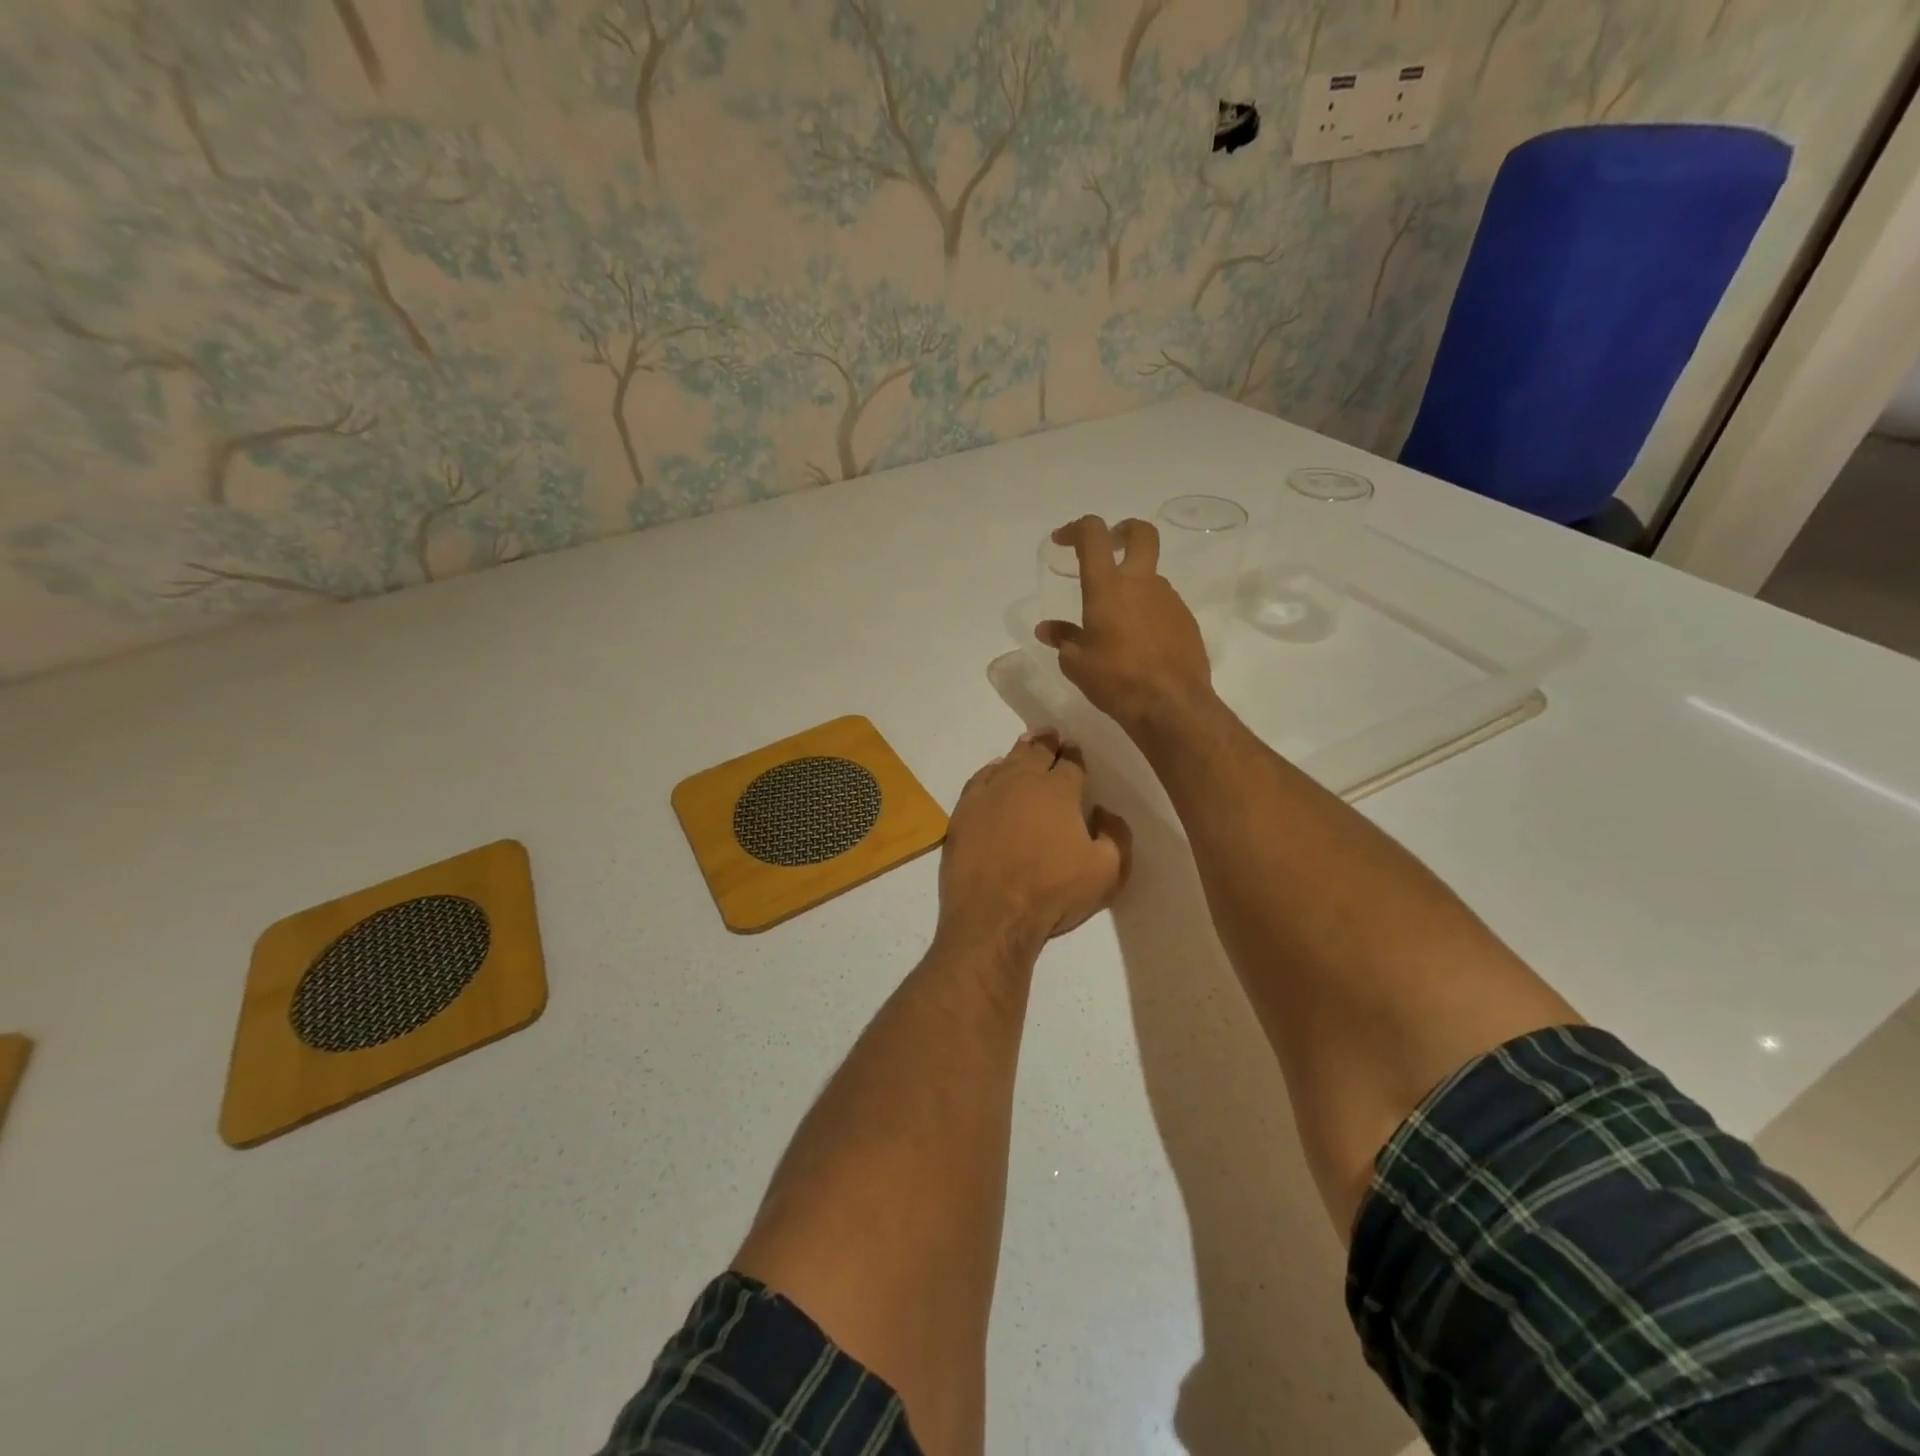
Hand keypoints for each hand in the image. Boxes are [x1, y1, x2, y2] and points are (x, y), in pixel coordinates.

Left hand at [938, 731, 1130, 947]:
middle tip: (1052, 734)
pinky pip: (980, 780)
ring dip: (1020, 751)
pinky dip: (991, 771)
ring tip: (1027, 744)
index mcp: (1059, 791)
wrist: (992, 916)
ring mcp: (988, 795)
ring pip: (1007, 762)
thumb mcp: (1108, 872)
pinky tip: (994, 772)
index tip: (1075, 750)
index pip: (1071, 763)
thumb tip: (1103, 812)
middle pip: (1037, 752)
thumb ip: (1116, 836)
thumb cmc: (1053, 893)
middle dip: (1047, 742)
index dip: (1075, 755)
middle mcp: (1022, 782)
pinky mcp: (963, 813)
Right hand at [1035, 516, 1215, 735]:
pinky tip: (1138, 642)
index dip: (1076, 529)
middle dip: (1123, 531)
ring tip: (1117, 619)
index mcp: (1107, 587)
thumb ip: (1063, 639)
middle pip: (1141, 534)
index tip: (1062, 540)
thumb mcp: (1077, 664)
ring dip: (1133, 584)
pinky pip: (1162, 605)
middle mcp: (1141, 583)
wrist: (1172, 705)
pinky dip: (1148, 612)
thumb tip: (1047, 629)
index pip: (1093, 535)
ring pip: (1150, 576)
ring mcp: (1169, 599)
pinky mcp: (1186, 619)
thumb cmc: (1116, 680)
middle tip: (1110, 544)